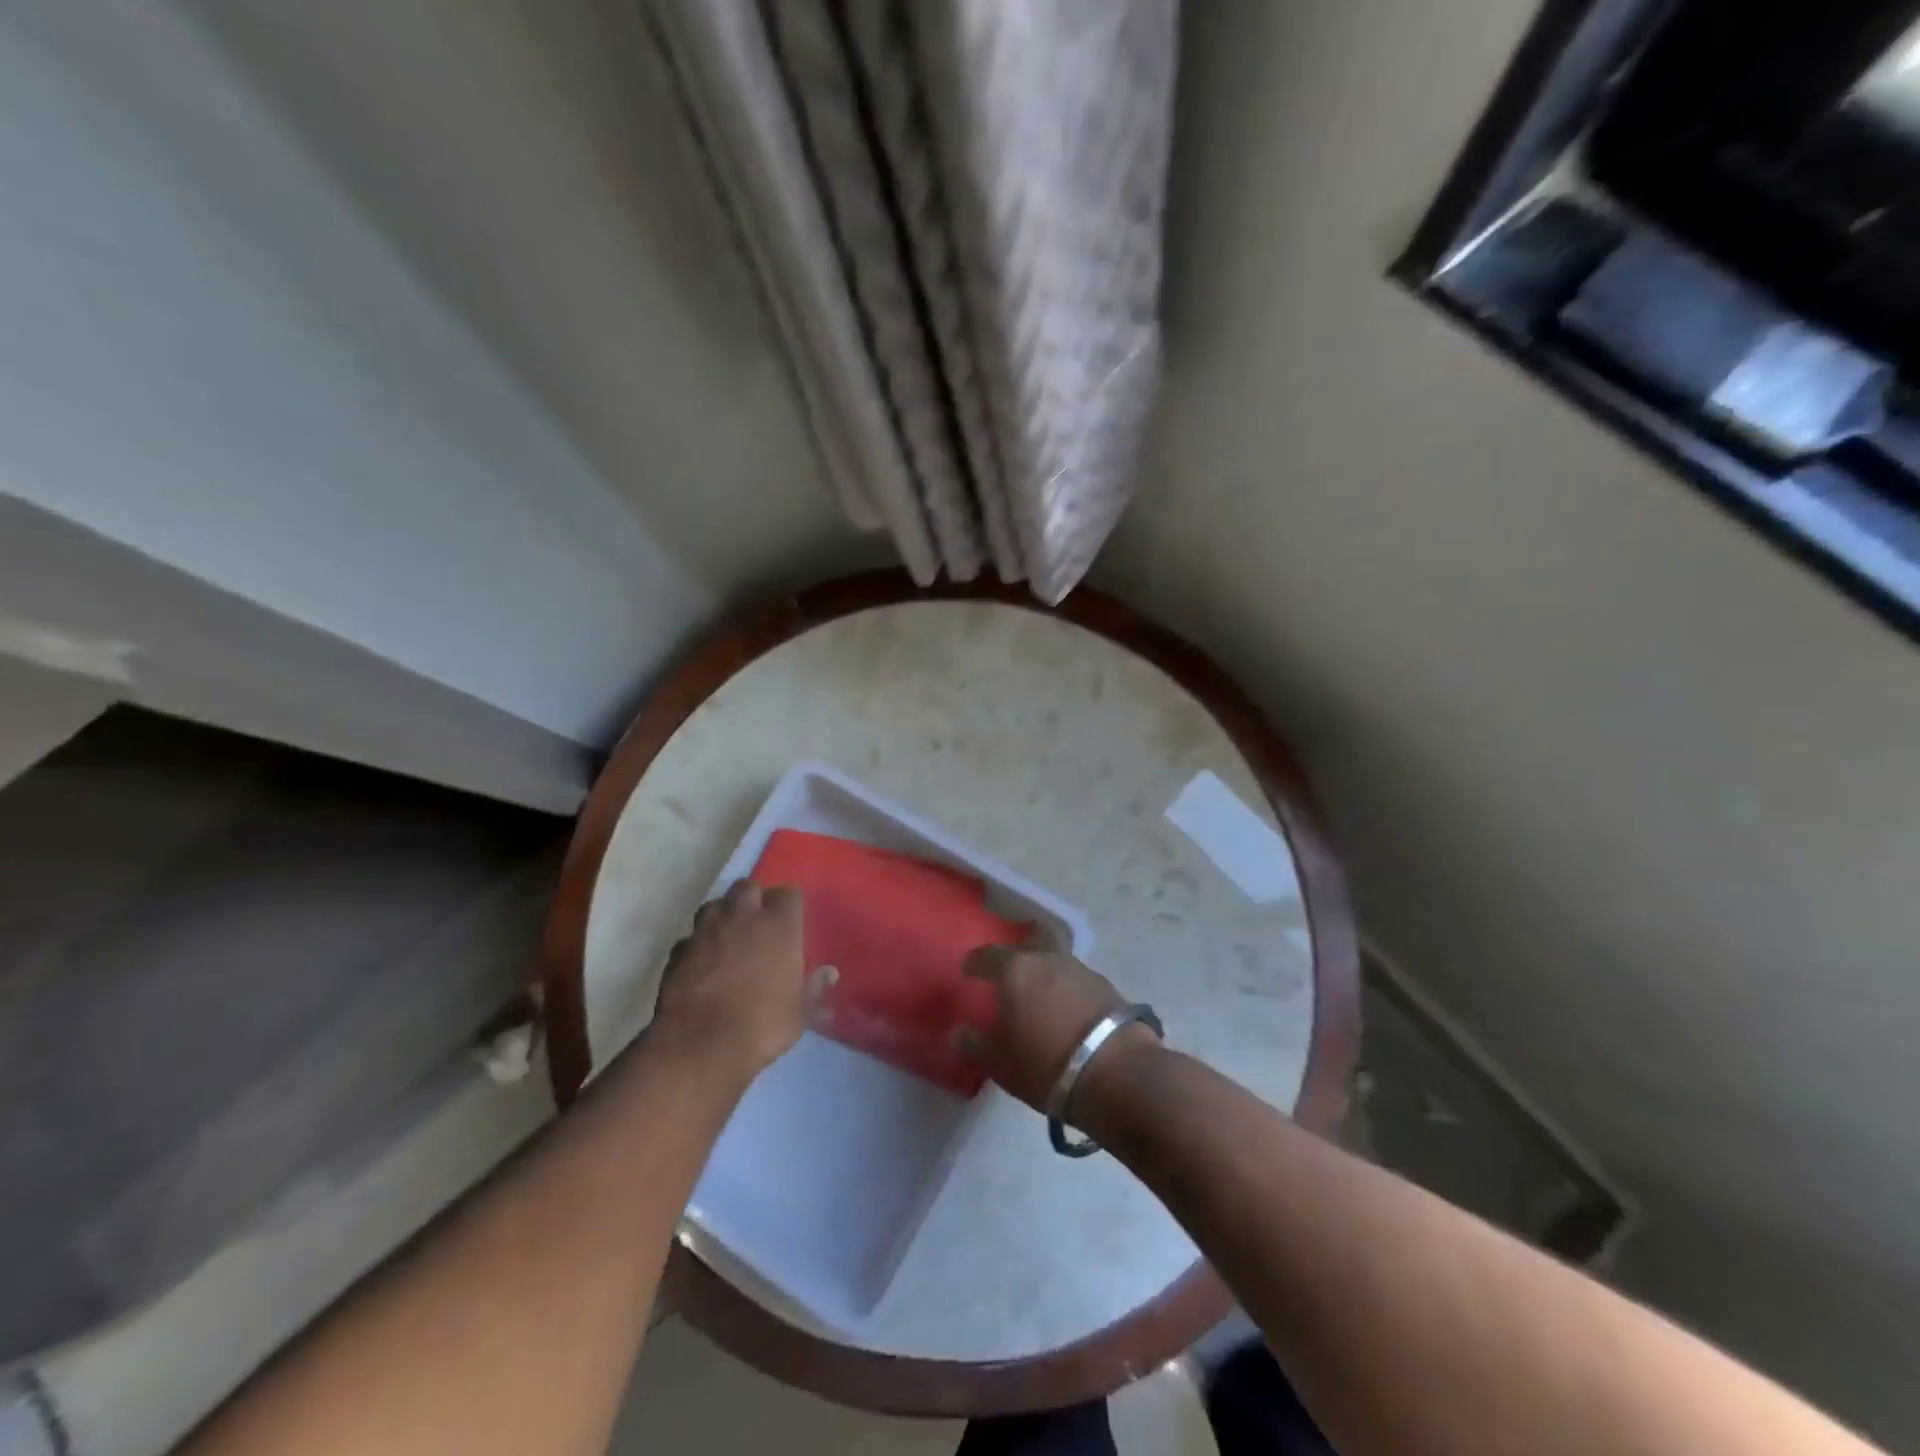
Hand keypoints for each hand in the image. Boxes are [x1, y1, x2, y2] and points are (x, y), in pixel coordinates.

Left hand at [648, 881, 818, 1090]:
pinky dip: (698, 944)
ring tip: (728, 936)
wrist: (699, 1046)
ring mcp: (705, 931)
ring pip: (715, 905)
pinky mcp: (678, 951)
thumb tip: (829, 972)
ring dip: (723, 915)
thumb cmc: (762, 1025)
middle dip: (753, 899)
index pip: (789, 894)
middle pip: (748, 887)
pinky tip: (702, 963)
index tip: (792, 921)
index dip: (790, 905)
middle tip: (758, 923)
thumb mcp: (800, 1013)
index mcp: (779, 925)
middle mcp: (742, 917)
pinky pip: (690, 937)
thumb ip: (815, 987)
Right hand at [961, 945, 1154, 1114]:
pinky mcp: (1106, 986)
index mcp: (1016, 970)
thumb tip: (958, 1033)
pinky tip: (1065, 1008)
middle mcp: (1047, 959)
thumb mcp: (1000, 1063)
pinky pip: (1075, 979)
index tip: (968, 972)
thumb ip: (976, 1044)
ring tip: (1039, 995)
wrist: (1116, 1072)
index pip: (987, 955)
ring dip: (1044, 972)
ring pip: (1054, 960)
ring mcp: (1080, 969)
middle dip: (1015, 956)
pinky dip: (1066, 988)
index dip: (975, 963)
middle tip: (1007, 974)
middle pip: (1027, 945)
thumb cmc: (1045, 1065)